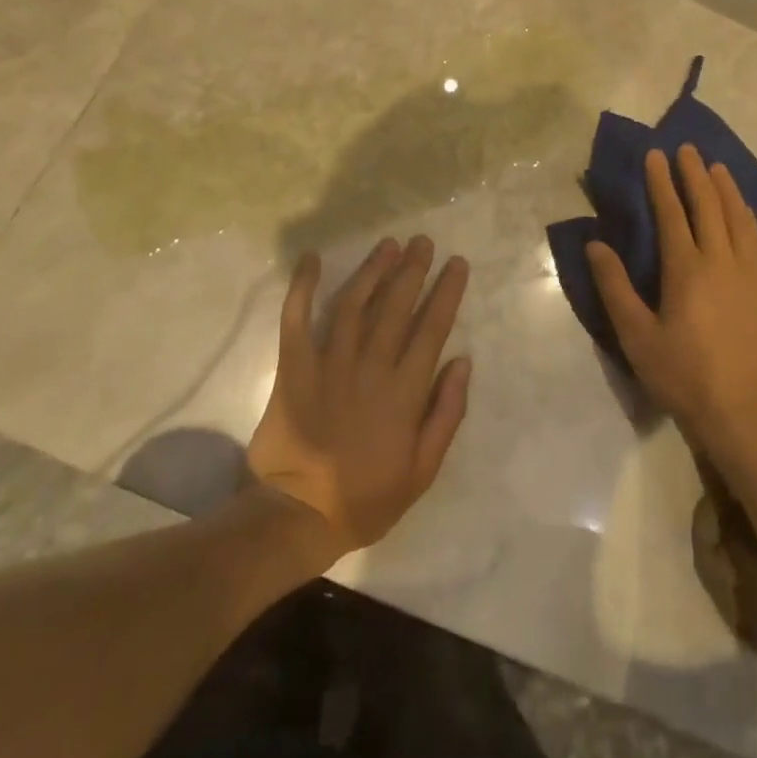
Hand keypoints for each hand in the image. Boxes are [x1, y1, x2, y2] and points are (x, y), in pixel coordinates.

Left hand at [248, 237, 471, 556]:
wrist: (297, 516)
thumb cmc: (366, 496)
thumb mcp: (423, 470)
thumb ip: (446, 414)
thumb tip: (462, 361)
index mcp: (404, 391)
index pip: (432, 328)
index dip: (446, 292)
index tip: (456, 263)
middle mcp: (370, 367)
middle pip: (396, 306)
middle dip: (413, 269)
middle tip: (423, 242)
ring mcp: (329, 363)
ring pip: (354, 304)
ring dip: (373, 270)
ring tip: (388, 245)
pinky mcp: (293, 368)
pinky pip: (296, 319)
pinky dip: (302, 287)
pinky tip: (312, 259)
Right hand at [586, 146, 756, 460]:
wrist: (750, 414)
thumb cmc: (685, 377)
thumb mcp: (637, 337)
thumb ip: (615, 287)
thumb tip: (596, 245)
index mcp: (687, 269)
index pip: (672, 213)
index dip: (662, 182)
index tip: (656, 155)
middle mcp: (723, 260)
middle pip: (709, 206)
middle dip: (695, 174)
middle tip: (687, 149)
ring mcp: (753, 273)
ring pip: (740, 218)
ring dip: (726, 189)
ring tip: (717, 168)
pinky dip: (748, 217)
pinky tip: (745, 214)